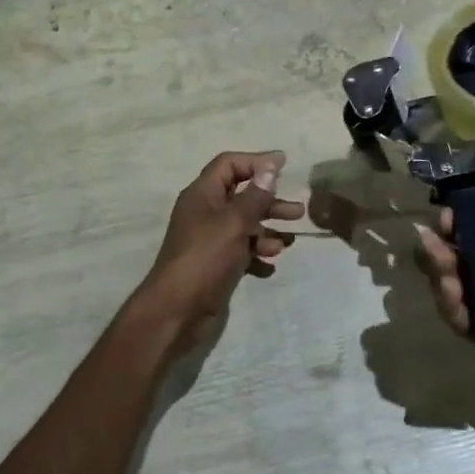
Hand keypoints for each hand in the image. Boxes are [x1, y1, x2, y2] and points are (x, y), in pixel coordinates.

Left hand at [132, 151, 303, 353]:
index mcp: (203, 194)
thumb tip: (269, 167)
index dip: (256, 161)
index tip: (284, 165)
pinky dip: (256, 255)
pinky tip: (270, 266)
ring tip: (289, 242)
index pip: (229, 164)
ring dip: (267, 231)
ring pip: (244, 226)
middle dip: (270, 202)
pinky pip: (240, 252)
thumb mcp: (234, 223)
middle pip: (241, 196)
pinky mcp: (214, 264)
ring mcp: (209, 240)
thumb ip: (255, 196)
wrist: (176, 312)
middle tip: (298, 211)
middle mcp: (205, 212)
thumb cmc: (205, 258)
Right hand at [415, 143, 474, 395]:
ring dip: (438, 274)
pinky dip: (452, 309)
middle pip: (454, 252)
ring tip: (445, 271)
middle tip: (436, 242)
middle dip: (436, 246)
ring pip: (453, 283)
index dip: (453, 216)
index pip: (471, 221)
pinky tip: (454, 297)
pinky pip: (467, 320)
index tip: (446, 212)